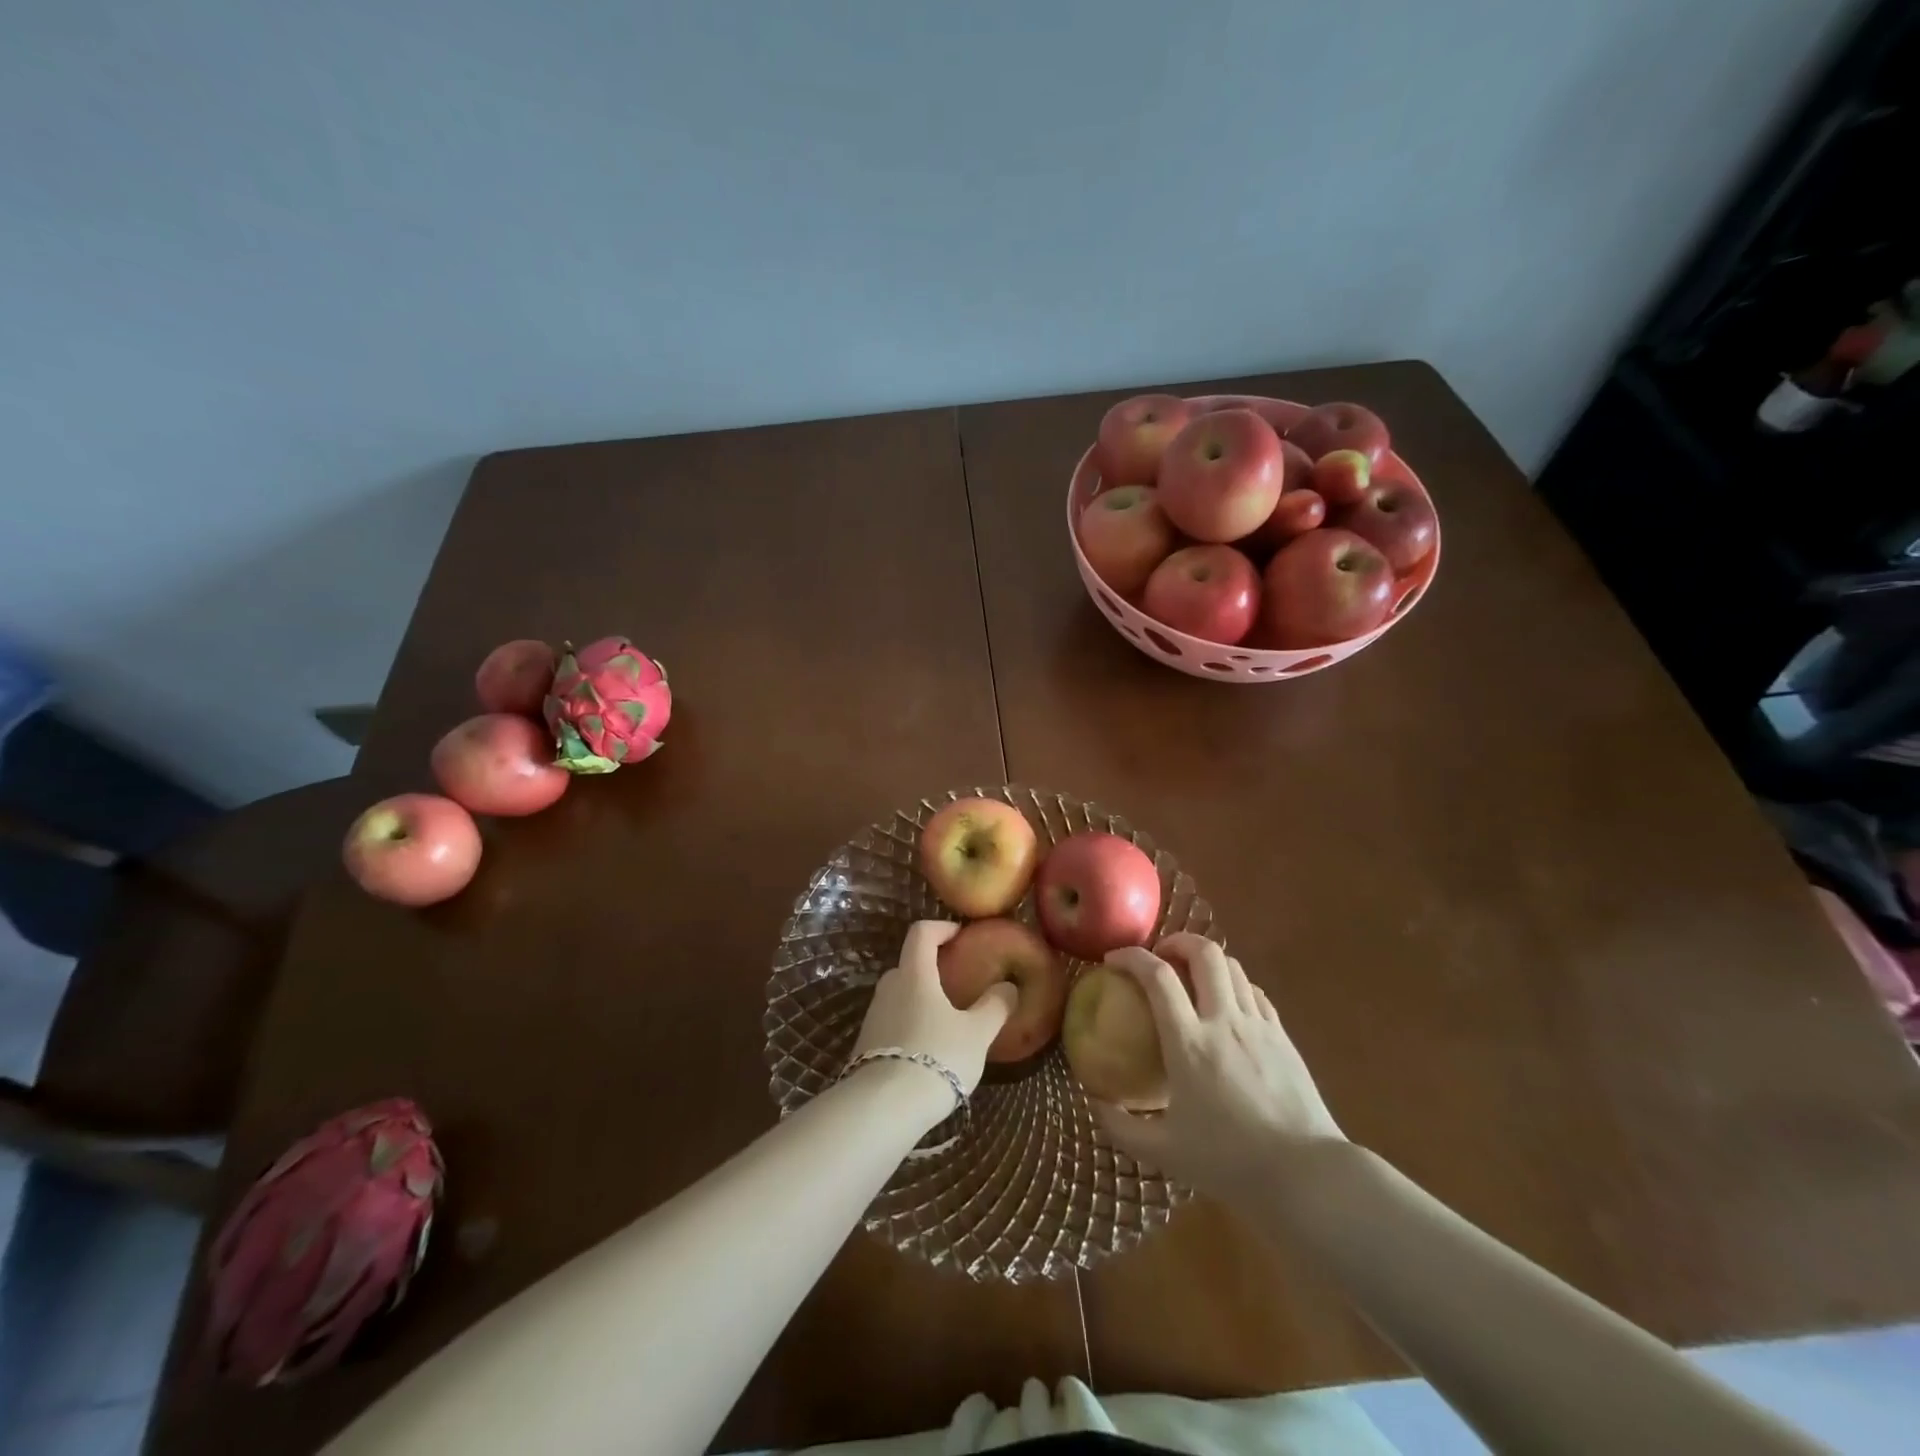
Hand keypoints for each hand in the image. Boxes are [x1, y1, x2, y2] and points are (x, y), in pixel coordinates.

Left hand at [850, 921, 1016, 1122]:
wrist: (884, 1108)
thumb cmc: (937, 1057)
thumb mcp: (977, 1034)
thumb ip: (994, 1007)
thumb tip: (1008, 987)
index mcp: (915, 974)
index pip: (921, 932)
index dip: (941, 928)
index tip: (960, 935)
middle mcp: (889, 987)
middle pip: (909, 964)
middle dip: (932, 967)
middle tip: (958, 982)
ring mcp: (873, 1016)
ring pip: (900, 995)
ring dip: (921, 998)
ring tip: (947, 1021)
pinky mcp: (866, 1044)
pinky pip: (892, 1021)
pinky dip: (910, 1023)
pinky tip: (928, 1049)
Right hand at [1095, 933, 1343, 1206]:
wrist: (1308, 1176)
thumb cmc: (1230, 1162)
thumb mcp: (1164, 1153)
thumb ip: (1122, 1128)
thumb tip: (1095, 1103)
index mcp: (1189, 1042)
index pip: (1157, 976)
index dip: (1131, 957)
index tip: (1113, 960)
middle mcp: (1224, 1021)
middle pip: (1204, 953)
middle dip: (1176, 942)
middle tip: (1159, 957)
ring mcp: (1258, 1025)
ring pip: (1233, 967)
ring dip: (1206, 961)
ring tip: (1190, 977)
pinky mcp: (1283, 1036)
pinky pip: (1254, 992)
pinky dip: (1233, 985)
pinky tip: (1226, 1006)